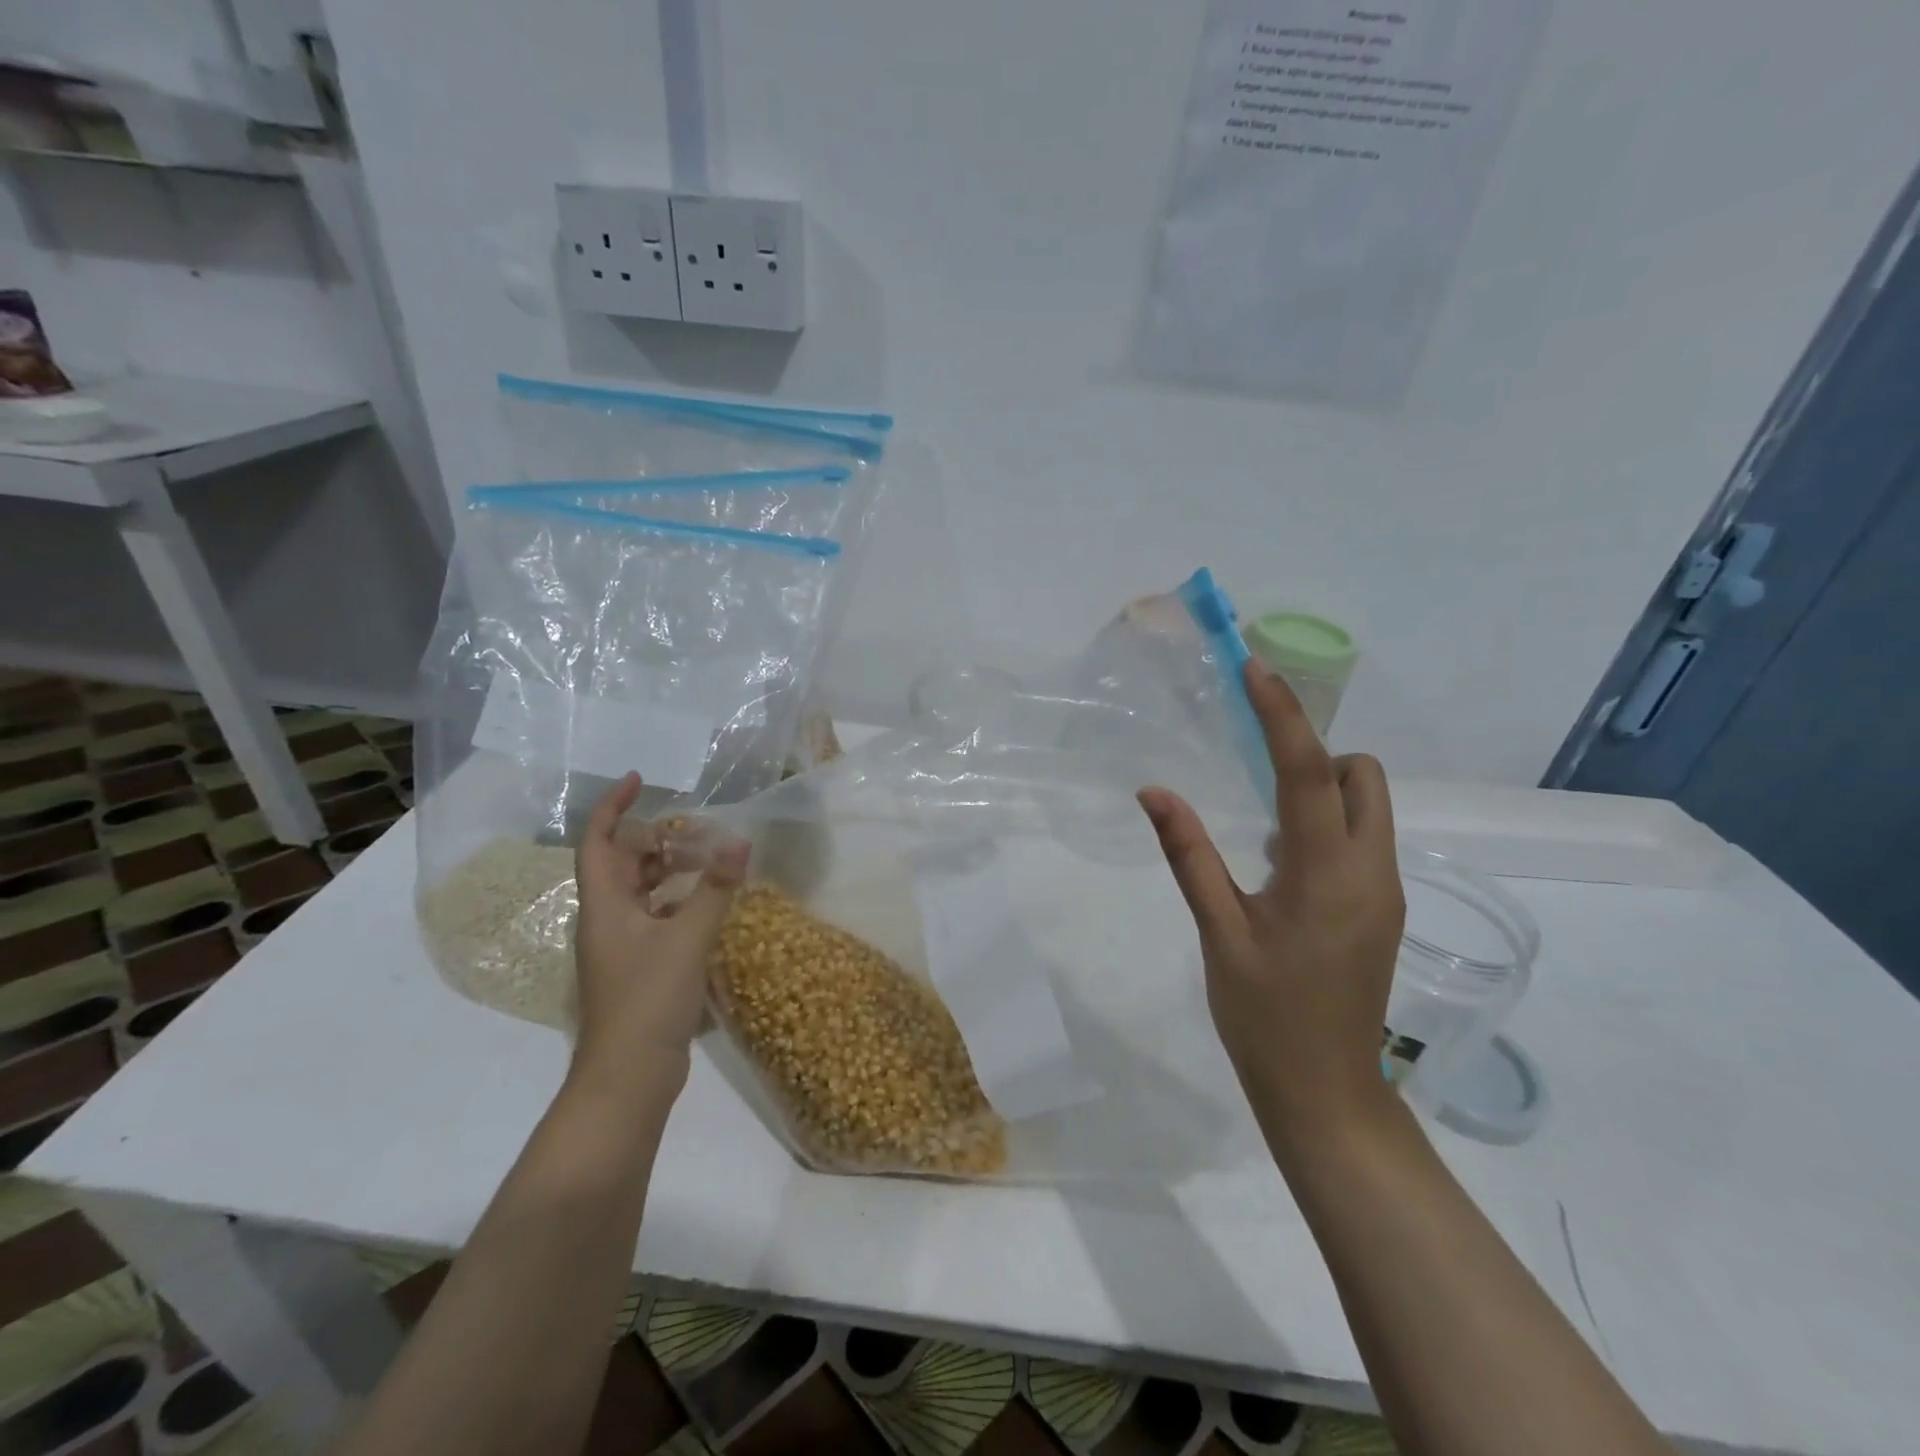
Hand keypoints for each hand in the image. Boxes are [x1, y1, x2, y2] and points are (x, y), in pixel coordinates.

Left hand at [571, 773, 749, 1093]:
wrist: (629, 1075)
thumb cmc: (648, 1000)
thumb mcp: (687, 939)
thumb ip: (714, 890)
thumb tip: (740, 842)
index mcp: (605, 906)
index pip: (598, 843)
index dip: (612, 807)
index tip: (639, 781)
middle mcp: (607, 919)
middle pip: (621, 864)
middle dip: (652, 838)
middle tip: (693, 826)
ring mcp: (621, 945)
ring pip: (639, 891)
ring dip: (667, 869)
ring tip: (705, 856)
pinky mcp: (639, 966)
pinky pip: (655, 916)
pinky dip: (677, 900)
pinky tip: (706, 902)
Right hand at [1138, 661, 1404, 1155]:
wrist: (1326, 1093)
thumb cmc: (1265, 1016)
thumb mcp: (1219, 933)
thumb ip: (1189, 855)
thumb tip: (1154, 792)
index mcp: (1328, 874)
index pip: (1309, 772)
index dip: (1282, 715)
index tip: (1255, 670)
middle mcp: (1372, 871)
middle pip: (1362, 776)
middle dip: (1316, 755)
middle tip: (1258, 773)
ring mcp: (1385, 891)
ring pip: (1369, 806)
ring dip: (1322, 792)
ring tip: (1262, 831)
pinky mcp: (1382, 908)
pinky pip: (1363, 838)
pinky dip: (1328, 825)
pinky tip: (1279, 866)